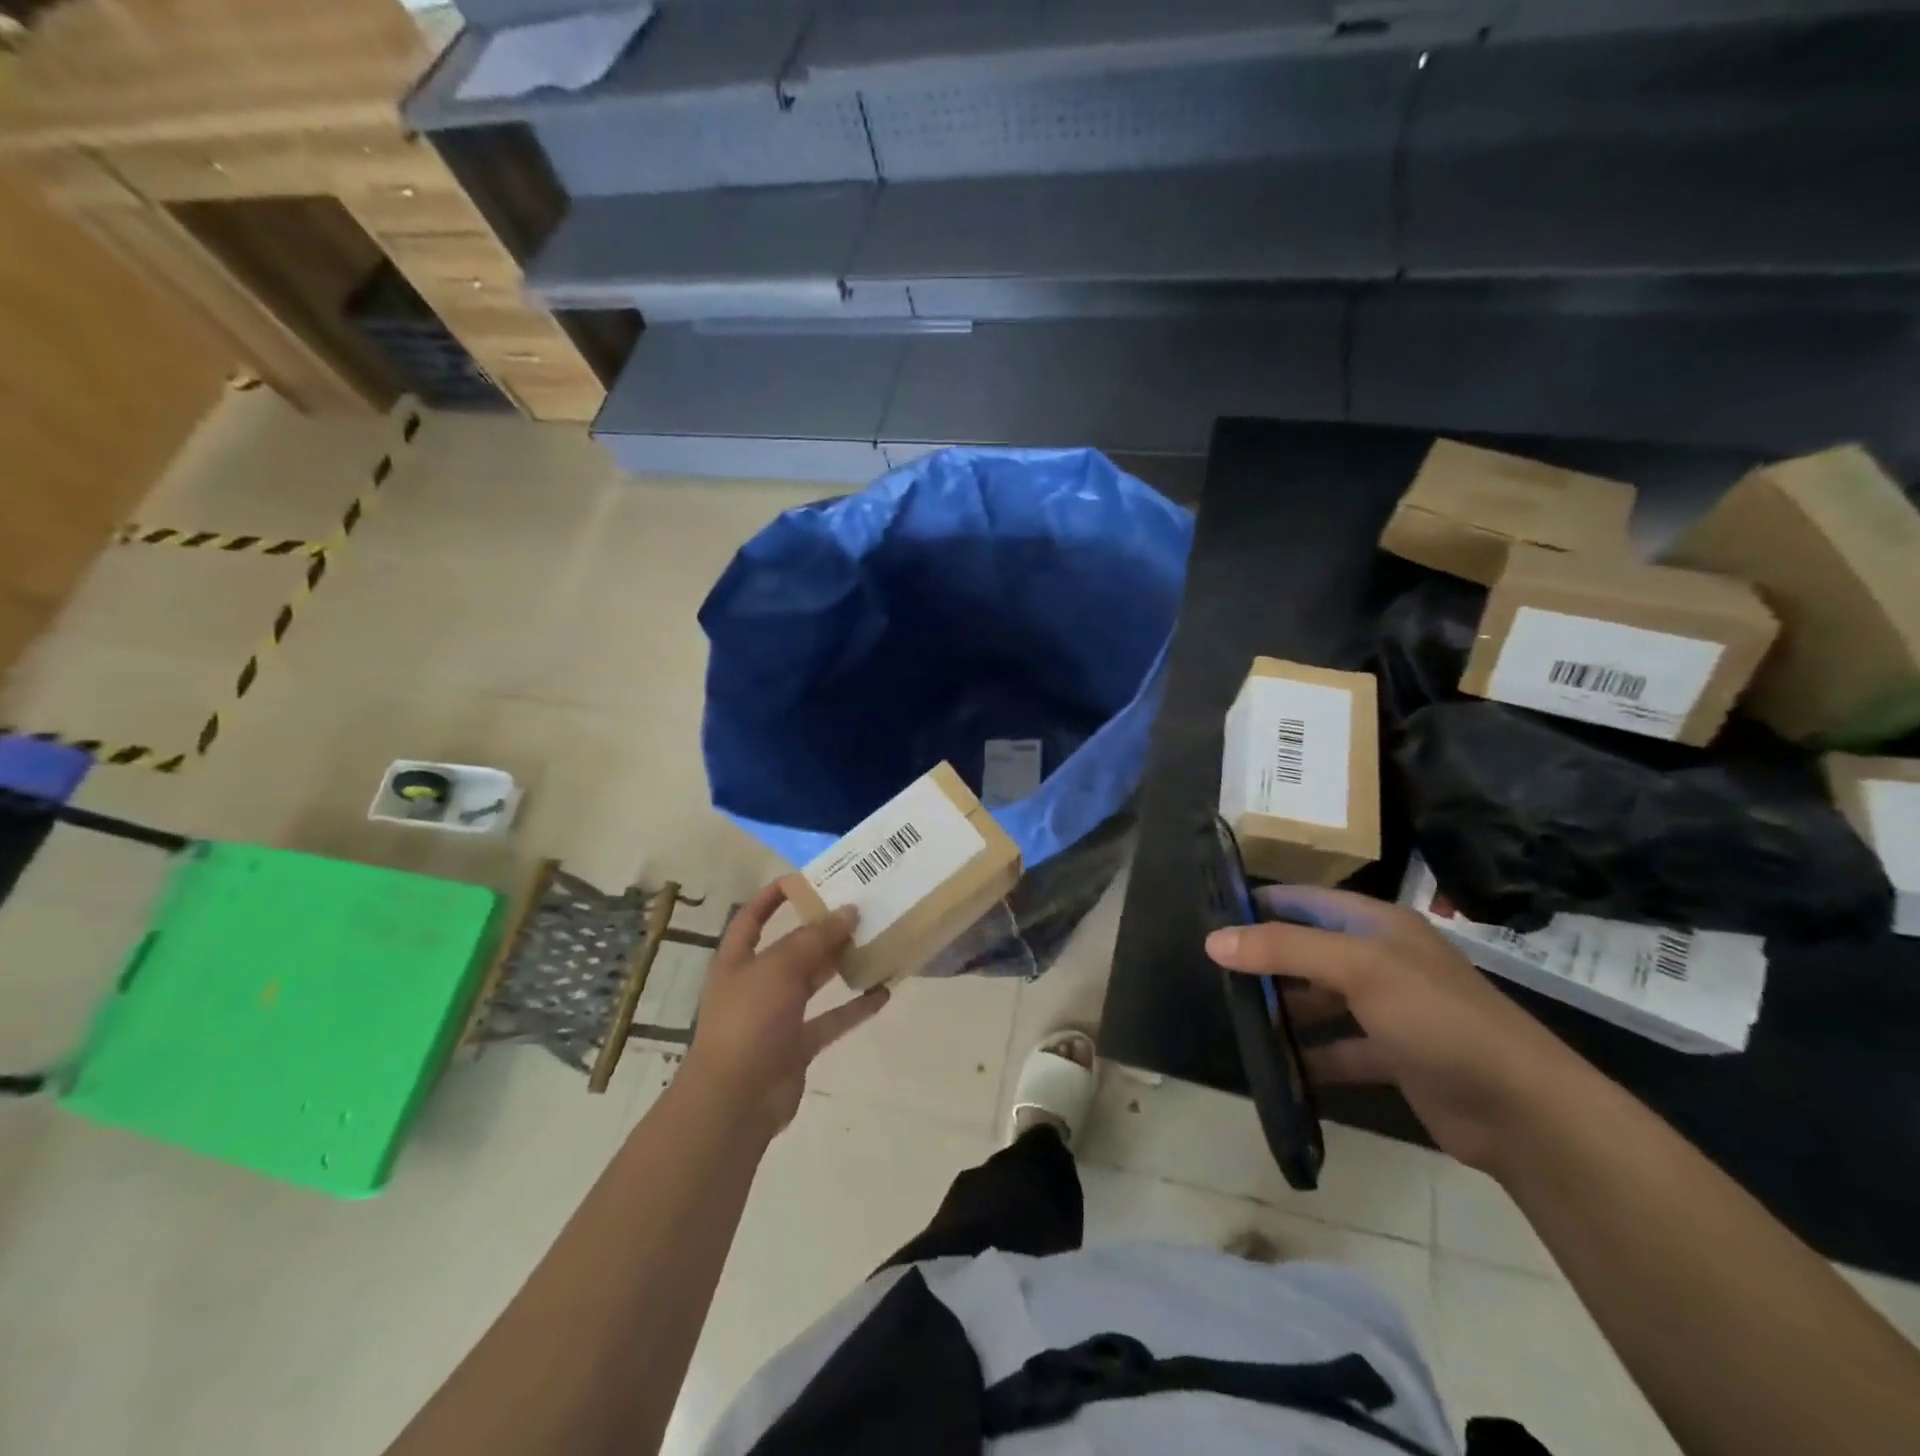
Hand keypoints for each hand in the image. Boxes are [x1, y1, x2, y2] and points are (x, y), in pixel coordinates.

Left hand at [683, 880, 890, 1136]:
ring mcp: (777, 1016)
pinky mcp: (798, 1045)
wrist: (735, 1101)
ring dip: (842, 963)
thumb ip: (814, 939)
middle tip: (860, 908)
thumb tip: (848, 912)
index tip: (806, 878)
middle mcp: (756, 983)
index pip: (752, 917)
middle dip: (822, 929)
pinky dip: (855, 1007)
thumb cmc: (748, 1021)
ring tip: (876, 941)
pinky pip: (832, 1019)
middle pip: (792, 948)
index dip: (773, 896)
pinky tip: (883, 991)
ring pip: (815, 981)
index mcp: (737, 960)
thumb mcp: (778, 968)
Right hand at [1205, 886, 1582, 1170]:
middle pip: (1308, 950)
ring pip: (1320, 1000)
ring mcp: (1389, 1010)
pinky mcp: (1394, 1056)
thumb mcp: (1359, 969)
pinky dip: (1310, 1056)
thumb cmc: (1437, 1018)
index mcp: (1376, 925)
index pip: (1305, 900)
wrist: (1524, 1111)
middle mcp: (1381, 959)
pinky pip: (1339, 1048)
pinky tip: (1276, 1067)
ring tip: (1235, 1020)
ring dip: (1284, 1010)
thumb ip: (1285, 949)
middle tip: (1213, 975)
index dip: (1259, 905)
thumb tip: (1213, 940)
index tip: (1210, 919)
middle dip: (1264, 961)